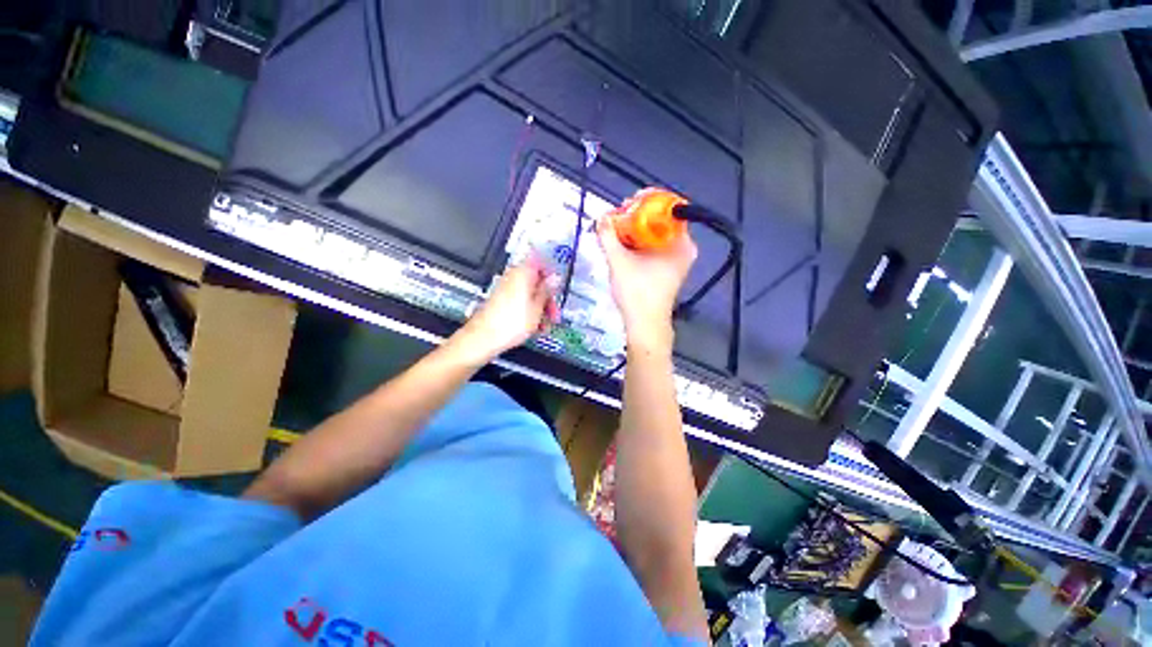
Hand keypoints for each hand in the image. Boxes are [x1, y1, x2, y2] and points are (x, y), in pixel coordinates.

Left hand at [457, 256, 558, 360]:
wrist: (484, 338)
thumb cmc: (510, 323)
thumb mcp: (537, 308)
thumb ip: (547, 290)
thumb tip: (555, 278)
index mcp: (522, 273)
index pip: (540, 263)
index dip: (551, 275)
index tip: (557, 288)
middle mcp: (512, 277)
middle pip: (536, 282)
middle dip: (547, 298)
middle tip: (553, 313)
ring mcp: (505, 290)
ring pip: (529, 294)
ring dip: (540, 308)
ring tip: (545, 325)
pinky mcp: (501, 302)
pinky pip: (520, 303)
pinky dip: (529, 312)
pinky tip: (535, 327)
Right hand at [596, 216, 696, 352]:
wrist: (644, 325)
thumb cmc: (637, 293)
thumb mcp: (619, 261)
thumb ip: (608, 236)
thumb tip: (600, 217)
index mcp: (681, 244)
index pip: (670, 209)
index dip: (648, 201)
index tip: (629, 203)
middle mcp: (684, 249)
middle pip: (662, 221)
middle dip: (639, 216)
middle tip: (619, 215)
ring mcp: (677, 260)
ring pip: (657, 234)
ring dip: (637, 229)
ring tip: (617, 227)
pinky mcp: (668, 269)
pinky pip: (655, 246)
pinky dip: (640, 242)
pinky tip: (623, 243)